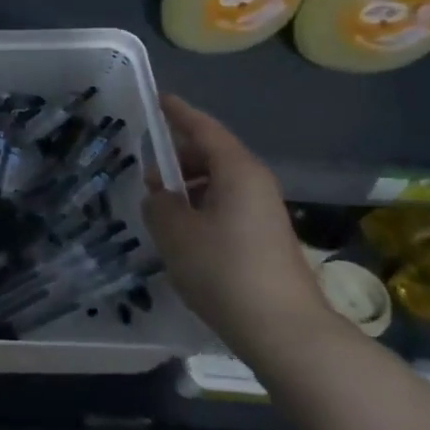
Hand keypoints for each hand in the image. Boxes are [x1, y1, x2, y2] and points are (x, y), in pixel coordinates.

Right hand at [141, 95, 344, 366]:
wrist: (284, 331)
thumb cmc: (224, 270)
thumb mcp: (175, 232)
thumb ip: (158, 205)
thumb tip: (161, 198)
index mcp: (237, 171)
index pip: (204, 129)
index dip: (178, 113)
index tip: (158, 99)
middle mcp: (255, 184)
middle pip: (211, 156)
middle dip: (177, 158)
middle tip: (145, 171)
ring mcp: (263, 213)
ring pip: (218, 184)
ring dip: (187, 188)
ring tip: (158, 207)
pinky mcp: (264, 240)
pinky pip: (225, 207)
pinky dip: (200, 209)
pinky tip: (181, 234)